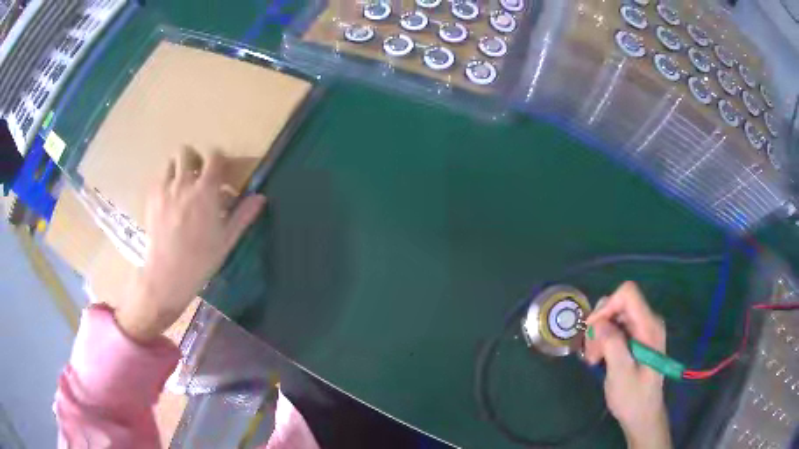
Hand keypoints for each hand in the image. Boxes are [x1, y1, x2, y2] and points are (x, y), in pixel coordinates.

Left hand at [116, 148, 265, 342]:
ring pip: (171, 162)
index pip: (214, 157)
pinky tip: (169, 199)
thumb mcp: (226, 239)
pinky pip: (159, 178)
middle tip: (199, 177)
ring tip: (182, 186)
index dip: (219, 160)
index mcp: (206, 191)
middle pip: (187, 153)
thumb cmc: (201, 259)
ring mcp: (165, 189)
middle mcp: (184, 183)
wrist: (167, 274)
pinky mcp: (151, 198)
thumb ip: (243, 215)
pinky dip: (166, 181)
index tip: (221, 173)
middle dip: (195, 160)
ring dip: (179, 168)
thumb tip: (260, 197)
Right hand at [584, 282, 671, 448]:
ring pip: (614, 316)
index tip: (592, 330)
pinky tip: (598, 359)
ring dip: (599, 335)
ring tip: (593, 360)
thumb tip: (598, 322)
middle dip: (600, 325)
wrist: (642, 415)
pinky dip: (603, 340)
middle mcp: (648, 321)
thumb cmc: (633, 397)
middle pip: (618, 304)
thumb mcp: (621, 373)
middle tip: (591, 353)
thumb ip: (612, 344)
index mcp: (649, 327)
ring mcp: (642, 329)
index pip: (628, 294)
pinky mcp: (636, 337)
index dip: (607, 306)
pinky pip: (615, 327)